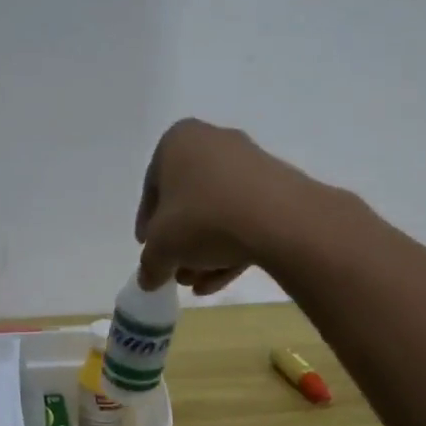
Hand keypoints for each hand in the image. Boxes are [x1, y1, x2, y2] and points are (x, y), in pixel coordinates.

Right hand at [135, 119, 321, 292]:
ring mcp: (249, 163)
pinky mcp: (277, 186)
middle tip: (175, 271)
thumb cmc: (203, 218)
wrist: (279, 218)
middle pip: (188, 201)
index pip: (153, 187)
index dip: (147, 224)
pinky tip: (221, 279)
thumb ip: (149, 263)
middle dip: (180, 241)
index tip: (149, 249)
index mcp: (178, 141)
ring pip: (217, 211)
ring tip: (197, 283)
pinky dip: (230, 245)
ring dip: (203, 250)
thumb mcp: (162, 247)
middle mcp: (213, 142)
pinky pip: (244, 216)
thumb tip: (148, 278)